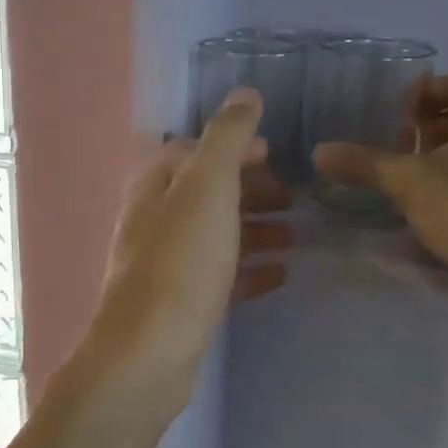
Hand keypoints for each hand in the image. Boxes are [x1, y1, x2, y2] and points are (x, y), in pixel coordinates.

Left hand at [89, 89, 290, 417]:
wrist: (150, 354)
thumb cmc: (180, 263)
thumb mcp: (207, 188)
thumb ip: (226, 139)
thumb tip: (245, 94)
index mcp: (155, 187)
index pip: (193, 152)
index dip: (234, 148)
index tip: (276, 154)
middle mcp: (155, 222)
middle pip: (208, 195)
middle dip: (251, 191)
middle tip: (295, 198)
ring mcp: (167, 266)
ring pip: (217, 236)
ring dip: (256, 230)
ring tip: (298, 236)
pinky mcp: (181, 306)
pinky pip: (221, 278)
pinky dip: (250, 270)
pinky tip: (281, 275)